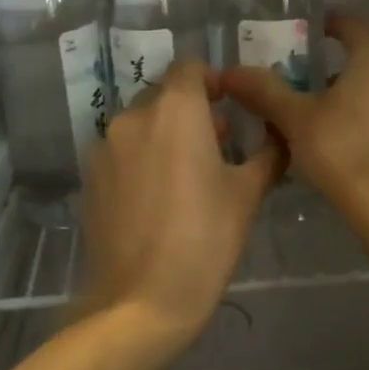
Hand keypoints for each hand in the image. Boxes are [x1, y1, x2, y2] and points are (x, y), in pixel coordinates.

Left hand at [78, 59, 282, 349]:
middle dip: (192, 110)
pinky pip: (121, 152)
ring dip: (165, 134)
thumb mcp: (247, 195)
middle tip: (219, 144)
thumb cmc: (204, 240)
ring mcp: (105, 147)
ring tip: (188, 173)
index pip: (191, 67)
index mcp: (175, 110)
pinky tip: (156, 198)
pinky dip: (141, 158)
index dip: (213, 80)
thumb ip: (267, 153)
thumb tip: (279, 134)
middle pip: (164, 95)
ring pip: (141, 124)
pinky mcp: (90, 177)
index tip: (231, 106)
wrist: (139, 301)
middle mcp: (134, 117)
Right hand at [219, 15, 368, 233]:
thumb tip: (230, 71)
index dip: (321, 26)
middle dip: (329, 63)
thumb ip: (264, 90)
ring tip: (311, 108)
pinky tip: (338, 135)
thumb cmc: (344, 150)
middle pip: (363, 54)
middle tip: (295, 75)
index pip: (349, 23)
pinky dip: (364, 113)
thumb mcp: (295, 118)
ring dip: (347, 90)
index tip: (295, 38)